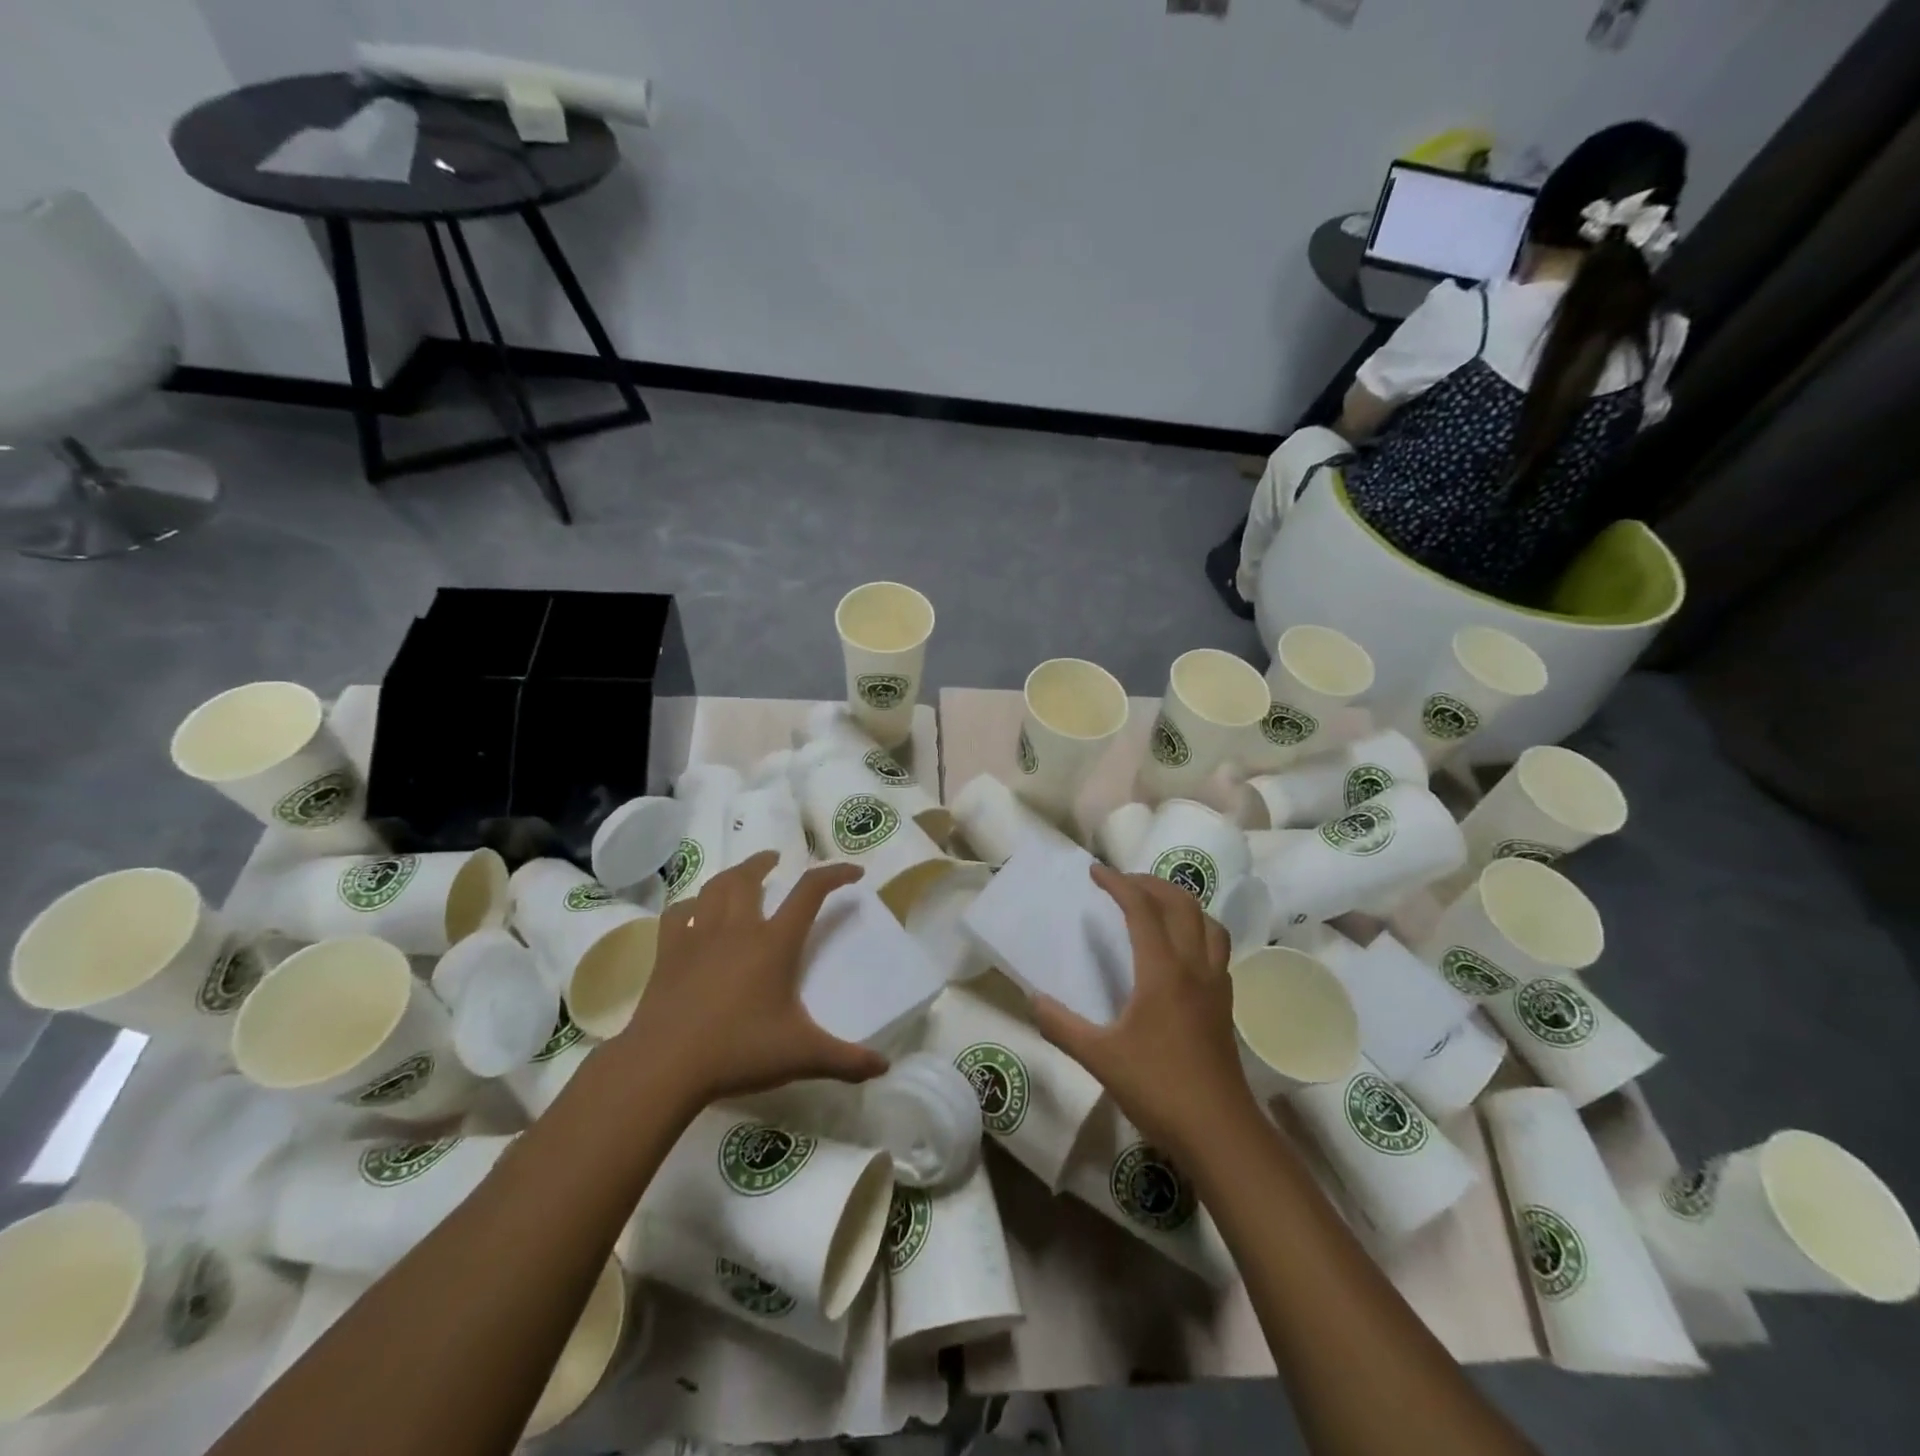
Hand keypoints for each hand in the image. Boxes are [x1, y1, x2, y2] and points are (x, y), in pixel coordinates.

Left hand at [611, 853, 888, 1113]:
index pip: (810, 892)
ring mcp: (698, 938)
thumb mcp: (802, 1057)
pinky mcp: (667, 954)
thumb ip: (846, 1060)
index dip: (835, 874)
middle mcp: (737, 929)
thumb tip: (885, 1067)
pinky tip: (693, 911)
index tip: (854, 872)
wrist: (664, 1067)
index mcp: (774, 943)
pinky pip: (677, 915)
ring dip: (731, 874)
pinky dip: (689, 905)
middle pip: (750, 877)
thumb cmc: (738, 1052)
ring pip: (714, 888)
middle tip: (777, 860)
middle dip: (765, 862)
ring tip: (740, 875)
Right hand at [1029, 865, 1261, 1161]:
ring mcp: (1216, 985)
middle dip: (1151, 884)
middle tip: (1122, 883)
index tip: (1095, 872)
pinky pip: (1216, 949)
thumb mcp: (1099, 1058)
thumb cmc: (1158, 1089)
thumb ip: (1062, 1026)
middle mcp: (1194, 967)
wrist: (1220, 1133)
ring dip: (1181, 904)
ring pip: (1208, 923)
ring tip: (1155, 906)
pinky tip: (1180, 951)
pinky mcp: (1225, 1004)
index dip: (1118, 884)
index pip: (1142, 910)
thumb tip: (1032, 998)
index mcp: (1163, 971)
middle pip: (1181, 905)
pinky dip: (1197, 931)